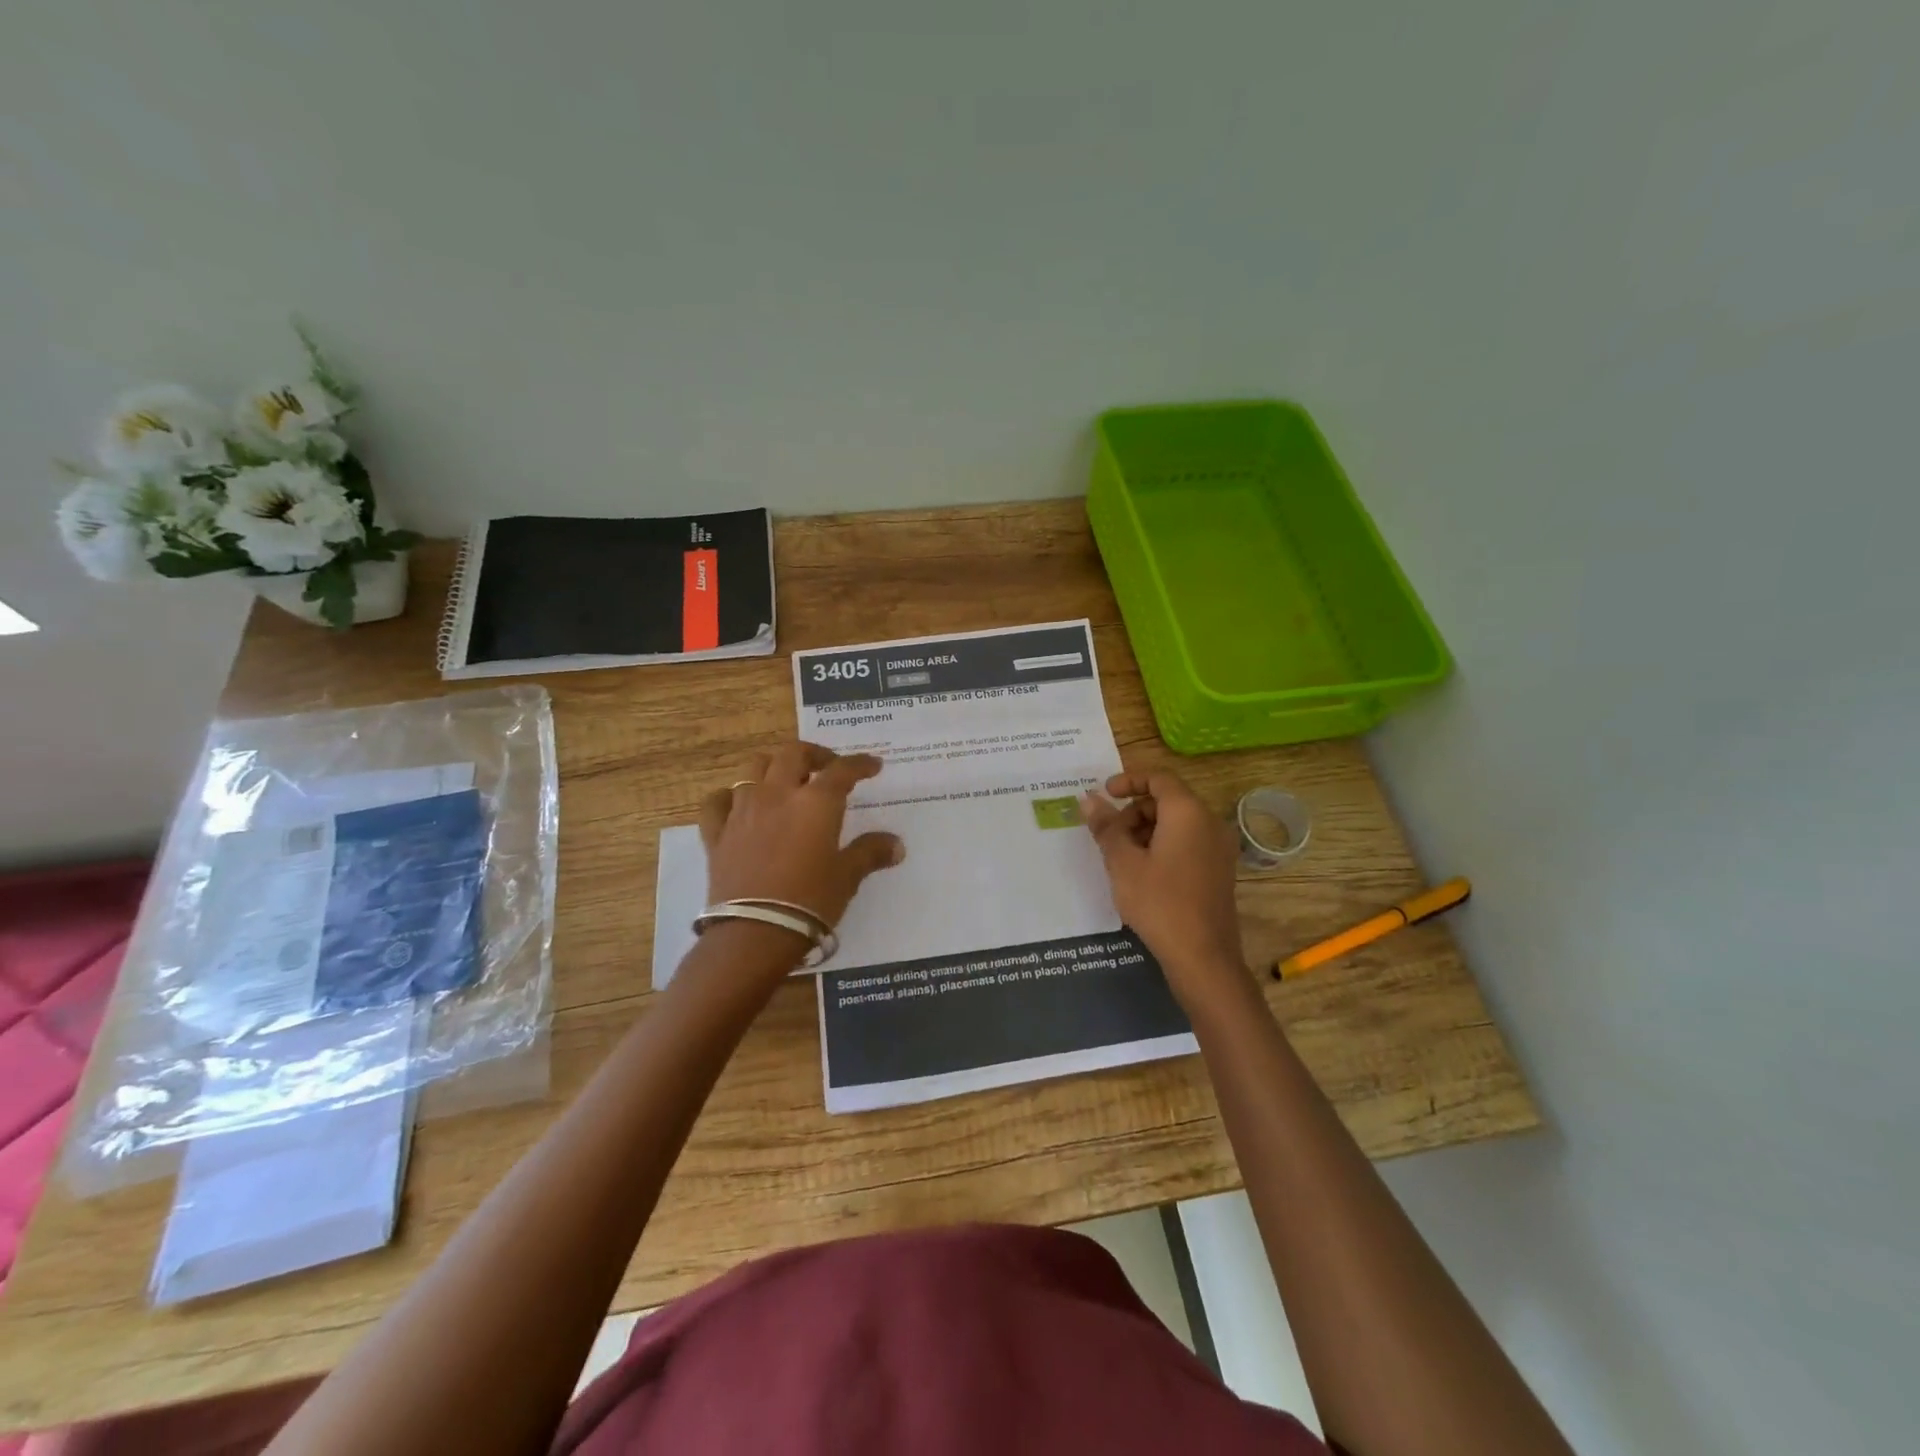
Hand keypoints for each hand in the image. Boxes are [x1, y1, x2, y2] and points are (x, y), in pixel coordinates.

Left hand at [698, 741, 904, 942]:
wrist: (754, 933)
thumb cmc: (810, 901)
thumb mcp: (847, 877)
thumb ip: (870, 853)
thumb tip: (896, 845)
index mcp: (816, 802)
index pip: (842, 770)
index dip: (860, 764)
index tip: (873, 765)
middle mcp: (778, 794)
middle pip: (793, 754)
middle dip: (814, 754)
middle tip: (827, 767)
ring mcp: (743, 810)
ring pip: (754, 768)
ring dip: (773, 767)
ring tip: (785, 779)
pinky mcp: (717, 833)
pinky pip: (718, 801)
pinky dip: (729, 796)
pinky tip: (738, 804)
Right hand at [1081, 771, 1248, 1014]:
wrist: (1203, 956)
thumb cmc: (1159, 902)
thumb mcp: (1122, 862)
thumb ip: (1105, 826)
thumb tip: (1088, 799)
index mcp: (1188, 812)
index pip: (1159, 778)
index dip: (1129, 780)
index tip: (1104, 794)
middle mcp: (1209, 822)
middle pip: (1168, 800)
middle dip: (1134, 810)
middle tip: (1109, 834)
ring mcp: (1218, 848)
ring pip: (1177, 823)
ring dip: (1146, 829)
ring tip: (1121, 857)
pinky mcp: (1219, 870)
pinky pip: (1188, 842)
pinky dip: (1163, 845)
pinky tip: (1143, 873)